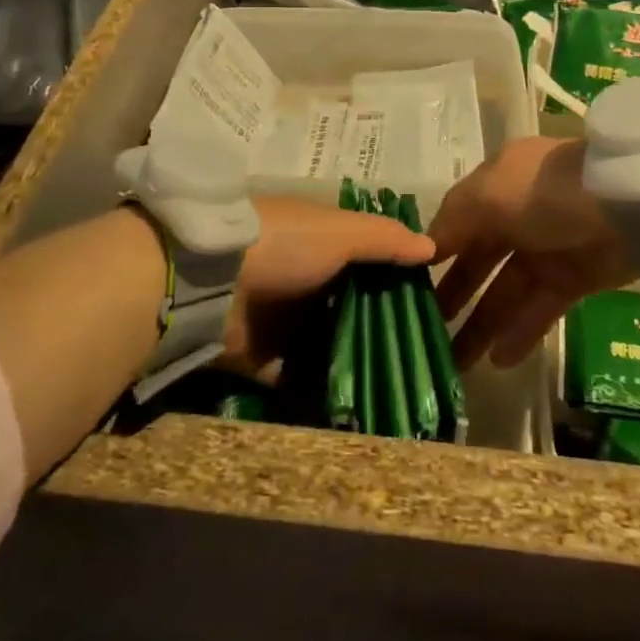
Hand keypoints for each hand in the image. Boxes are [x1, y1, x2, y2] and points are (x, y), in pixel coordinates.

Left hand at [225, 196, 435, 370]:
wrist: (208, 280)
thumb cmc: (283, 244)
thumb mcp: (339, 231)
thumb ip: (384, 239)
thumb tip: (431, 246)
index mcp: (318, 241)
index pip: (365, 258)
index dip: (395, 278)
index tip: (431, 305)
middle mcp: (302, 278)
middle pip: (348, 304)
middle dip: (378, 327)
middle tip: (421, 358)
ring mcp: (280, 319)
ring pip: (326, 342)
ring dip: (353, 360)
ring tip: (399, 390)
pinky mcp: (261, 358)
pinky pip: (296, 377)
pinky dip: (319, 390)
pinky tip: (358, 409)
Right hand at [430, 137, 634, 369]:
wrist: (631, 205)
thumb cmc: (546, 192)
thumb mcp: (488, 194)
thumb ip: (453, 222)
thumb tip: (425, 248)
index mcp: (497, 182)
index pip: (457, 219)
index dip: (434, 251)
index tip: (405, 286)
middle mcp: (519, 213)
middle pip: (480, 258)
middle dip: (454, 294)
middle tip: (425, 332)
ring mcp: (549, 247)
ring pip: (507, 289)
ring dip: (483, 323)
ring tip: (456, 362)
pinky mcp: (576, 278)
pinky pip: (541, 307)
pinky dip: (521, 331)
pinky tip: (498, 360)